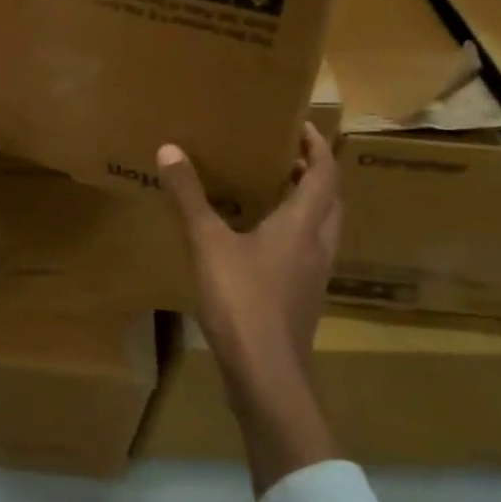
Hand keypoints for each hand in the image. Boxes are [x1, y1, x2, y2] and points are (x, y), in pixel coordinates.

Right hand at [157, 125, 343, 491]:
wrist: (266, 376)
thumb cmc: (243, 301)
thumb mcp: (208, 243)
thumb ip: (189, 197)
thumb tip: (170, 149)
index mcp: (303, 224)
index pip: (325, 173)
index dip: (317, 146)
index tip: (300, 125)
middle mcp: (318, 245)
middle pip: (331, 199)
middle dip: (314, 172)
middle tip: (285, 154)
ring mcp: (314, 276)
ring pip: (322, 228)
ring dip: (307, 203)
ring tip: (273, 189)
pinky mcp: (302, 298)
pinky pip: (307, 252)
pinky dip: (294, 233)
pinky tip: (261, 239)